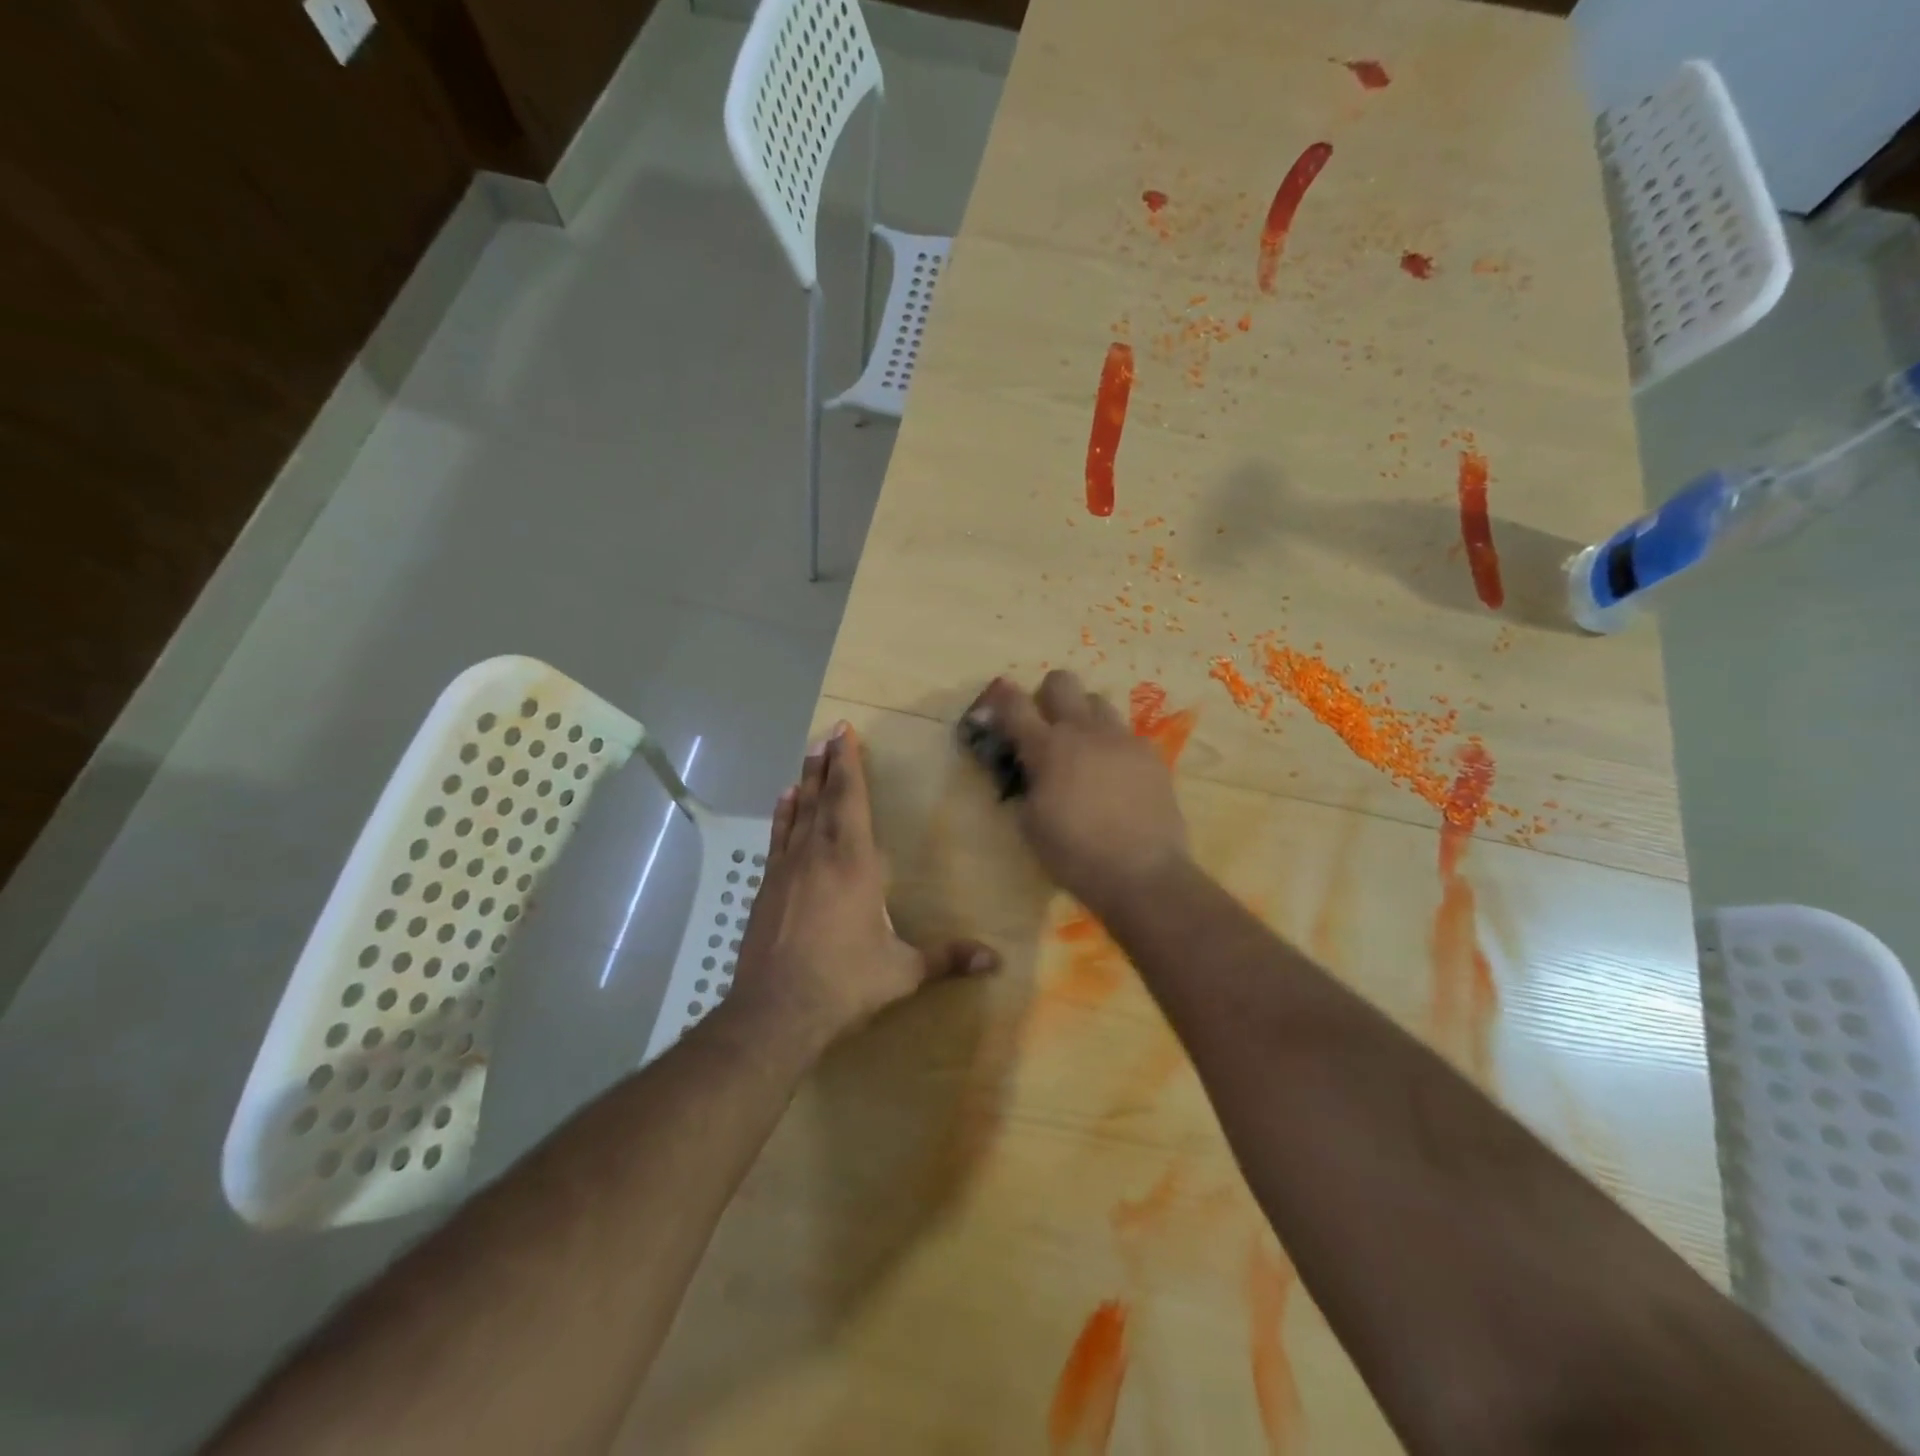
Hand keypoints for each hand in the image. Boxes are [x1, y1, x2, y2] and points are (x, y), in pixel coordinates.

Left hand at [728, 721, 998, 1049]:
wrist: (775, 1012)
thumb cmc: (844, 983)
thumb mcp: (902, 972)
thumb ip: (947, 958)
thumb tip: (996, 960)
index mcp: (852, 863)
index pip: (850, 800)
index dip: (848, 764)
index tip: (844, 732)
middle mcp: (817, 855)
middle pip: (823, 798)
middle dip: (827, 764)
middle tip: (828, 734)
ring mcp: (787, 870)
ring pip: (798, 813)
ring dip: (805, 783)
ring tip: (808, 757)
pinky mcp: (767, 889)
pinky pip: (778, 838)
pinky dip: (783, 816)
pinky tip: (784, 802)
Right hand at [962, 672, 1189, 913]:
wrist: (1142, 873)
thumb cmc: (1074, 855)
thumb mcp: (1031, 824)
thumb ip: (1026, 787)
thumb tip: (1029, 772)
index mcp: (1047, 748)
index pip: (1015, 706)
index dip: (1003, 697)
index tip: (999, 697)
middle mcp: (1085, 731)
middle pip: (1063, 681)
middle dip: (1049, 694)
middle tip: (1047, 723)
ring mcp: (1122, 739)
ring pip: (1099, 702)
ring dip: (1084, 716)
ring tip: (1085, 748)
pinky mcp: (1151, 755)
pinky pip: (1126, 734)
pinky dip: (1113, 746)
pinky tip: (1116, 775)